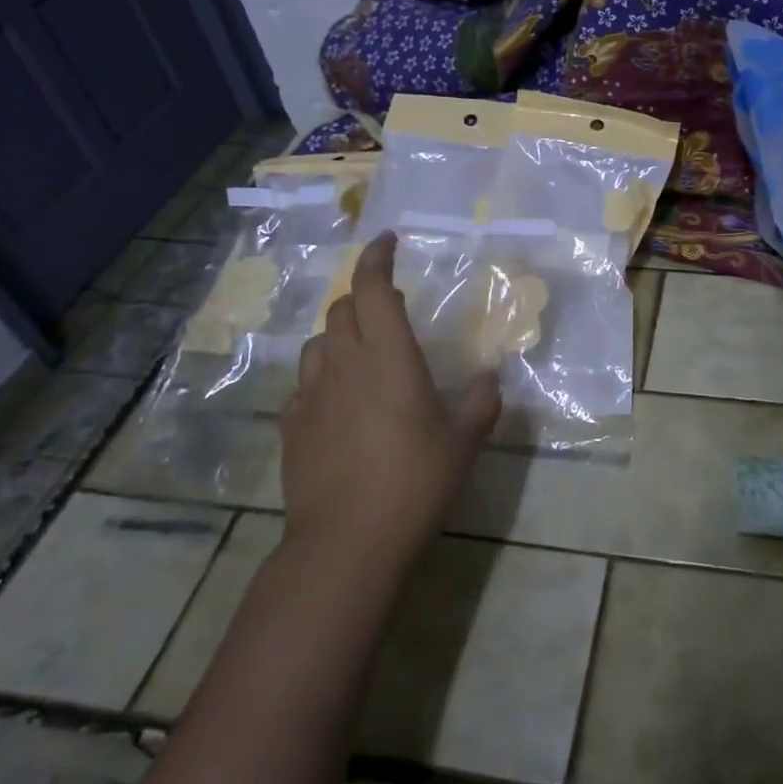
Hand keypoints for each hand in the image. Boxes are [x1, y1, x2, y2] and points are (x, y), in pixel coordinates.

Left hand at [280, 232, 499, 579]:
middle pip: (342, 310)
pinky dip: (324, 376)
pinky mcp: (292, 427)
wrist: (346, 542)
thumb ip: (480, 403)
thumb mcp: (463, 443)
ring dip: (340, 335)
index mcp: (388, 357)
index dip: (377, 258)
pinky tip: (339, 401)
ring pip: (318, 344)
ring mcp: (311, 396)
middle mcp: (344, 365)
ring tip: (363, 353)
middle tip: (390, 307)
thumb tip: (490, 380)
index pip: (374, 288)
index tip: (388, 241)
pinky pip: (305, 384)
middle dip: (363, 297)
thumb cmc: (414, 482)